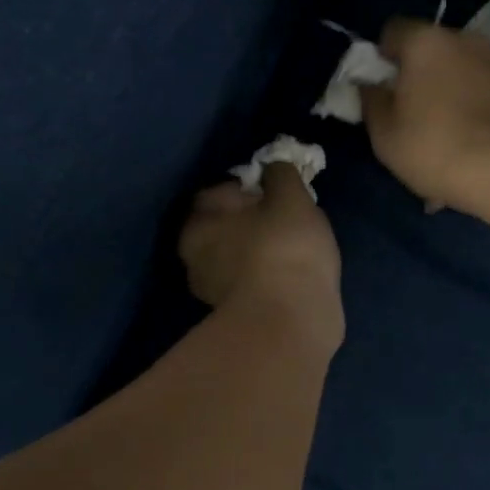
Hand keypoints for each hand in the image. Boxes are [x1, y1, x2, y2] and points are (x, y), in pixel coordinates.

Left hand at [180, 162, 343, 351]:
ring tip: (294, 248)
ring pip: (236, 256)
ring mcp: (213, 290)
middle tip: (287, 218)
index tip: (276, 191)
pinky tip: (291, 276)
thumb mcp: (290, 198)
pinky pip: (251, 282)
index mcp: (198, 223)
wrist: (292, 323)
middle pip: (225, 226)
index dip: (247, 186)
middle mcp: (195, 256)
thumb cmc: (285, 250)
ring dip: (257, 250)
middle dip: (250, 221)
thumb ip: (281, 174)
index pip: (217, 192)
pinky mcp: (235, 316)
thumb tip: (273, 166)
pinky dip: (266, 276)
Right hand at [362, 20, 489, 214]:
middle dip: (420, 73)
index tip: (383, 87)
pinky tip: (472, 138)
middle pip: (432, 48)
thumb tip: (371, 85)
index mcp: (426, 42)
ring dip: (451, 89)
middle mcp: (465, 39)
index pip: (394, 30)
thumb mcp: (384, 133)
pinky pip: (486, 89)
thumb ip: (371, 101)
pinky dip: (476, 105)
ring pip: (462, 69)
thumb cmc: (434, 146)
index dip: (383, 56)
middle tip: (412, 112)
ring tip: (447, 130)